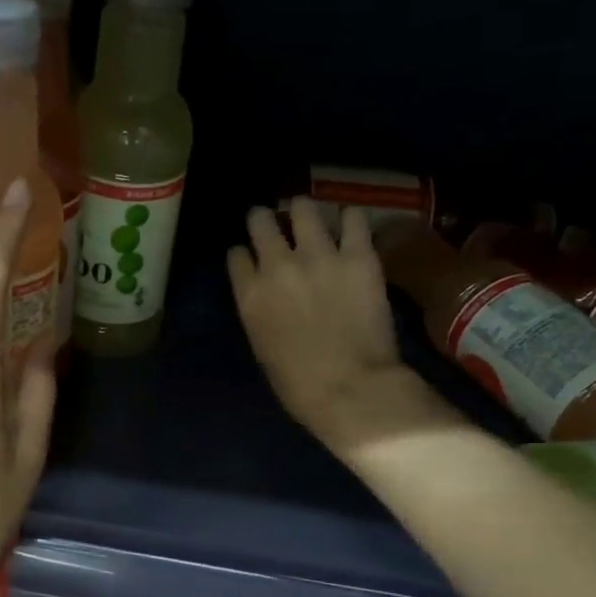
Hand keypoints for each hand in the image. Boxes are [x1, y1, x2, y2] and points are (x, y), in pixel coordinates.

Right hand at [228, 199, 458, 461]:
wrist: (351, 388)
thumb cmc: (299, 384)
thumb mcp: (262, 347)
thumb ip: (260, 312)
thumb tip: (268, 297)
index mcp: (250, 294)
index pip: (236, 254)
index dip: (244, 253)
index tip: (252, 258)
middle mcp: (278, 265)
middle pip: (261, 220)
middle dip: (266, 220)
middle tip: (277, 225)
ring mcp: (319, 255)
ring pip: (304, 207)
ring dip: (304, 212)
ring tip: (313, 219)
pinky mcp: (359, 255)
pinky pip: (353, 217)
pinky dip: (349, 219)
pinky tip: (350, 227)